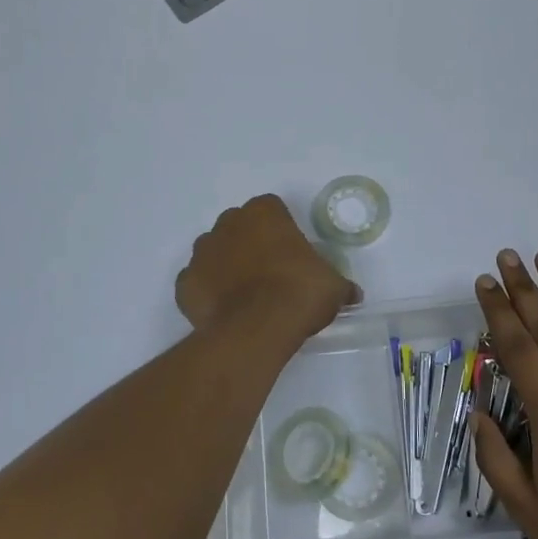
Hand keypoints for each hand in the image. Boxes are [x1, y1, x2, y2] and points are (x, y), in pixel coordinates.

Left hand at [176, 195, 359, 340]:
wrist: (256, 329)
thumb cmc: (298, 293)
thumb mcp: (332, 287)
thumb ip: (340, 285)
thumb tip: (352, 294)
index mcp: (264, 213)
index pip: (271, 209)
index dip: (281, 230)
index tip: (291, 253)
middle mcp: (228, 223)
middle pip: (239, 226)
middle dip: (250, 243)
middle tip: (270, 273)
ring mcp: (202, 253)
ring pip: (214, 251)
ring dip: (226, 265)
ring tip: (246, 295)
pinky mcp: (185, 284)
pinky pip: (197, 282)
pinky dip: (208, 293)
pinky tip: (225, 311)